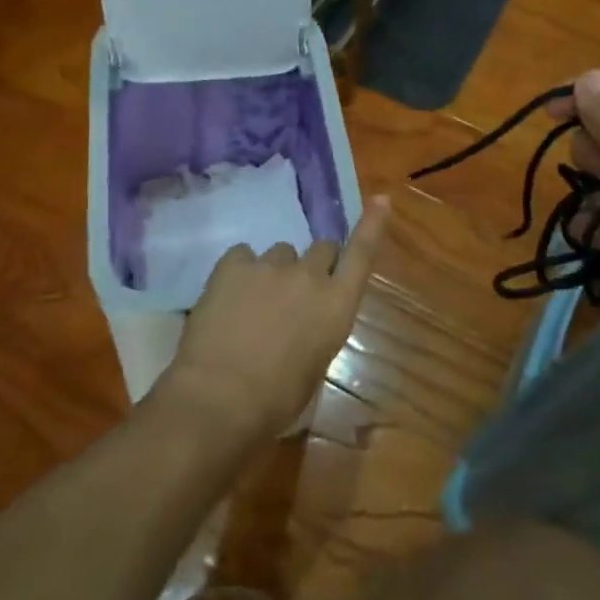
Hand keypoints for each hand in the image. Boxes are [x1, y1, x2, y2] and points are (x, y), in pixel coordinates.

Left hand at [161, 198, 391, 443]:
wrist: (219, 397)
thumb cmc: (275, 400)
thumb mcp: (314, 368)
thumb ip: (317, 331)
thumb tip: (305, 323)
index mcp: (337, 306)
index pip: (361, 255)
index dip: (372, 226)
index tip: (380, 199)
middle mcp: (310, 277)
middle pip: (322, 248)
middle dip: (314, 265)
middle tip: (294, 293)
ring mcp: (270, 265)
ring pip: (280, 252)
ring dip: (275, 270)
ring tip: (253, 302)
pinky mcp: (233, 264)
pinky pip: (242, 255)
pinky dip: (239, 271)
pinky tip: (228, 297)